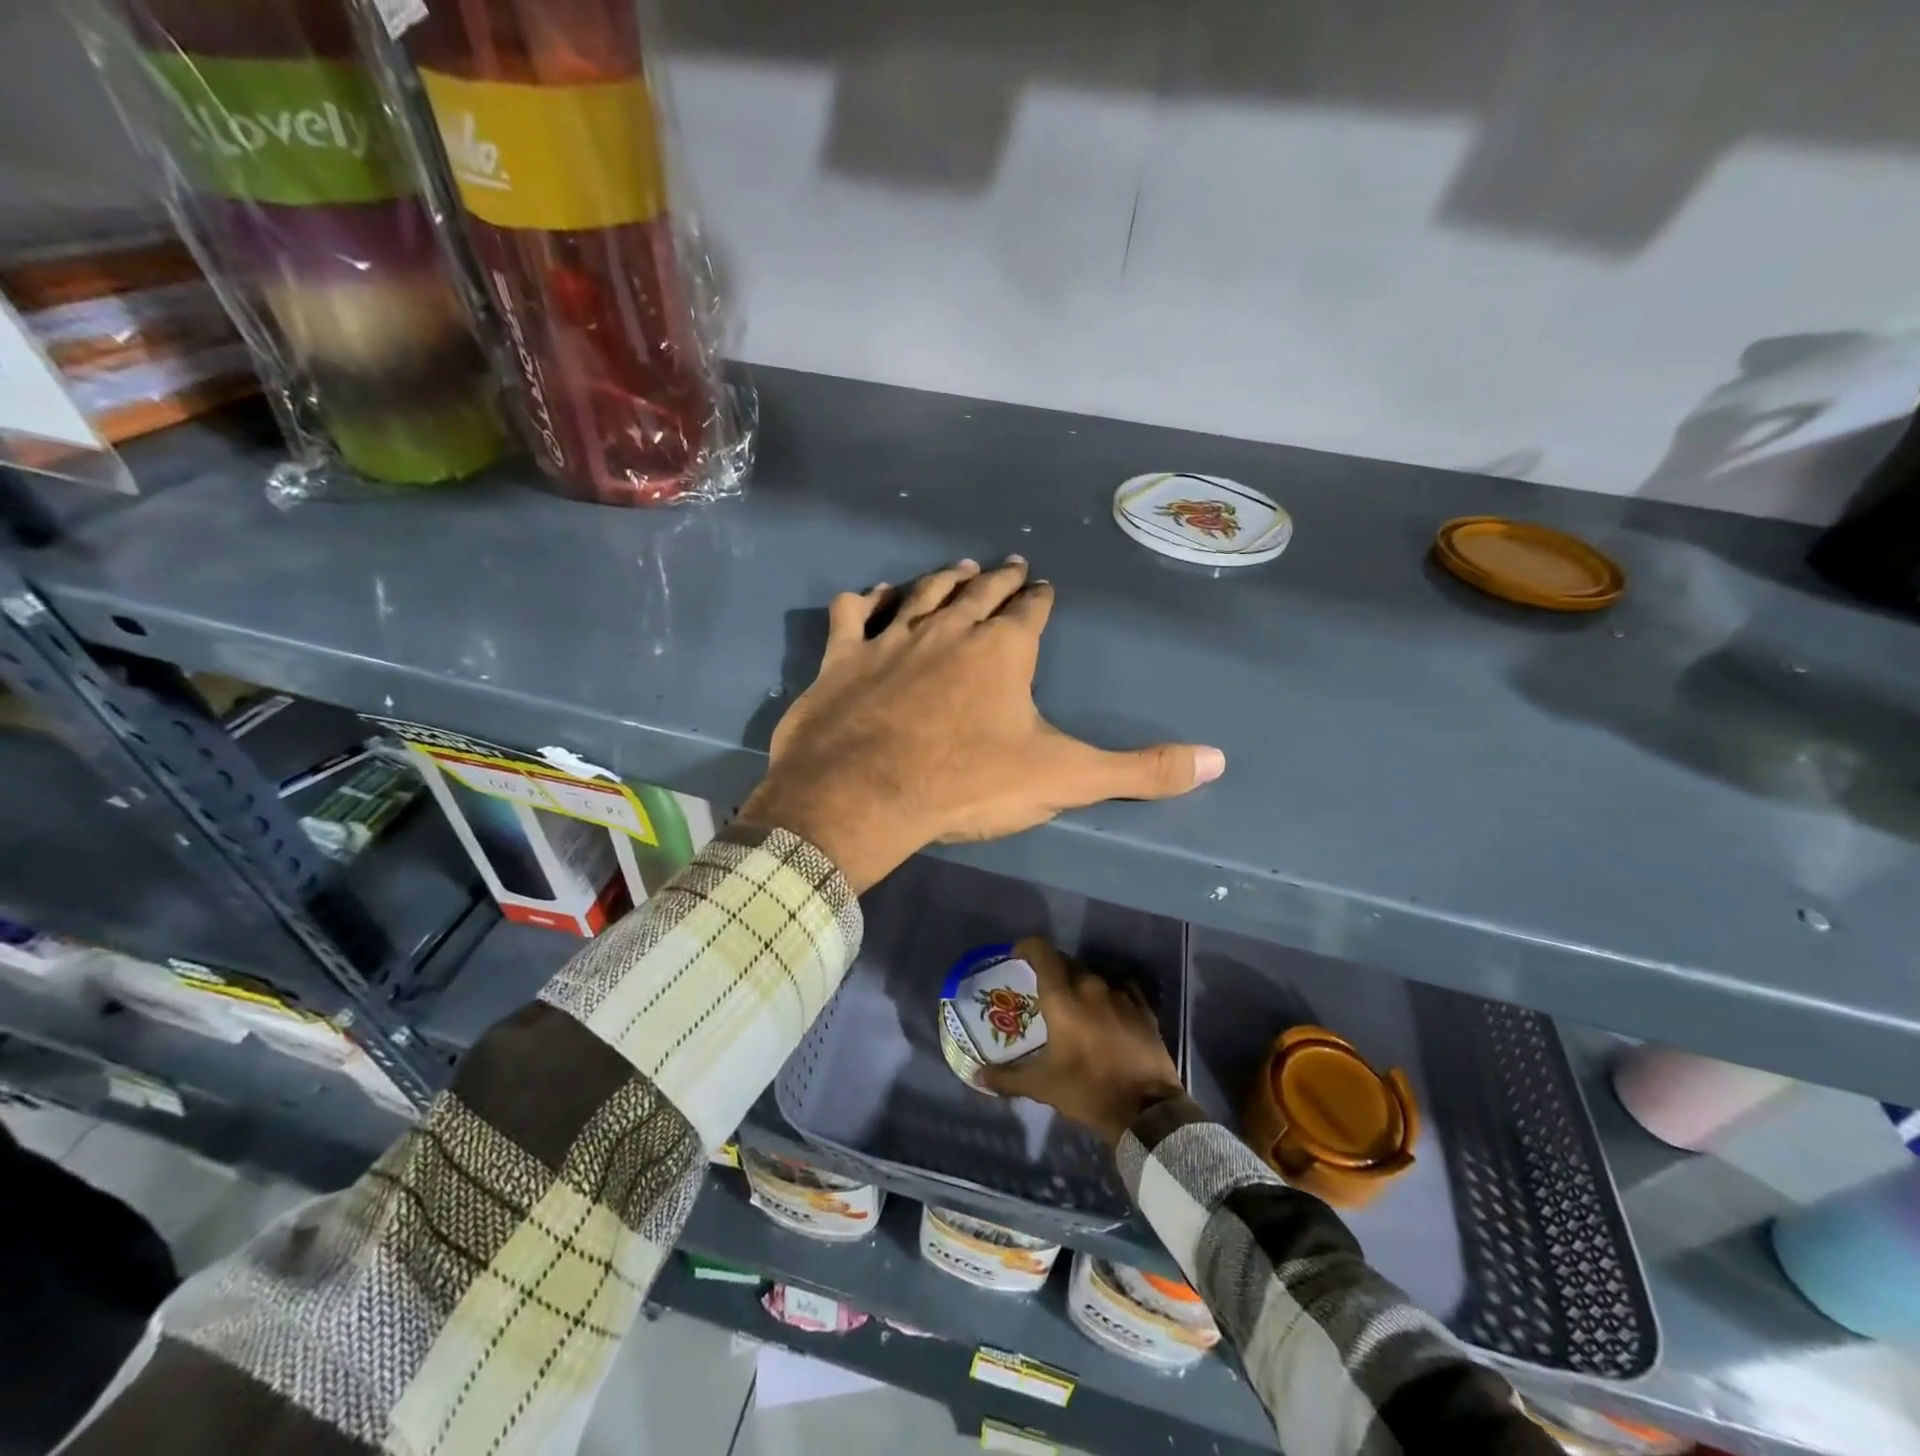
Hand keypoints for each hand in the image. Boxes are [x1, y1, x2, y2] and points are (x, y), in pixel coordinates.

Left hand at [737, 557, 1224, 891]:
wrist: (864, 794)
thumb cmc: (967, 782)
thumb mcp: (1063, 778)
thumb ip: (1139, 770)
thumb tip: (1217, 761)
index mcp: (1002, 650)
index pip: (1029, 612)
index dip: (1038, 599)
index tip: (1043, 587)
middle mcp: (948, 630)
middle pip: (979, 593)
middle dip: (998, 580)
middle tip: (1007, 565)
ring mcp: (891, 639)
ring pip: (922, 593)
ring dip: (943, 578)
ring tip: (959, 566)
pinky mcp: (843, 658)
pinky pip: (854, 614)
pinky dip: (864, 601)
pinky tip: (871, 595)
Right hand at [980, 938, 1185, 1144]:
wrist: (1146, 1112)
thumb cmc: (1087, 1091)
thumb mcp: (1041, 1086)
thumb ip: (1006, 1078)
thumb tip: (977, 1076)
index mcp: (1063, 998)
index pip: (1042, 952)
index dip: (1027, 948)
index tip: (1018, 957)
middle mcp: (1091, 987)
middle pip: (1067, 963)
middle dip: (1052, 970)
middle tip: (1043, 991)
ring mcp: (1121, 996)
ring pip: (1093, 977)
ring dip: (1081, 986)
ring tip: (1075, 1008)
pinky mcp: (1143, 1009)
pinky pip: (1121, 990)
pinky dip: (1109, 997)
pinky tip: (1107, 1014)